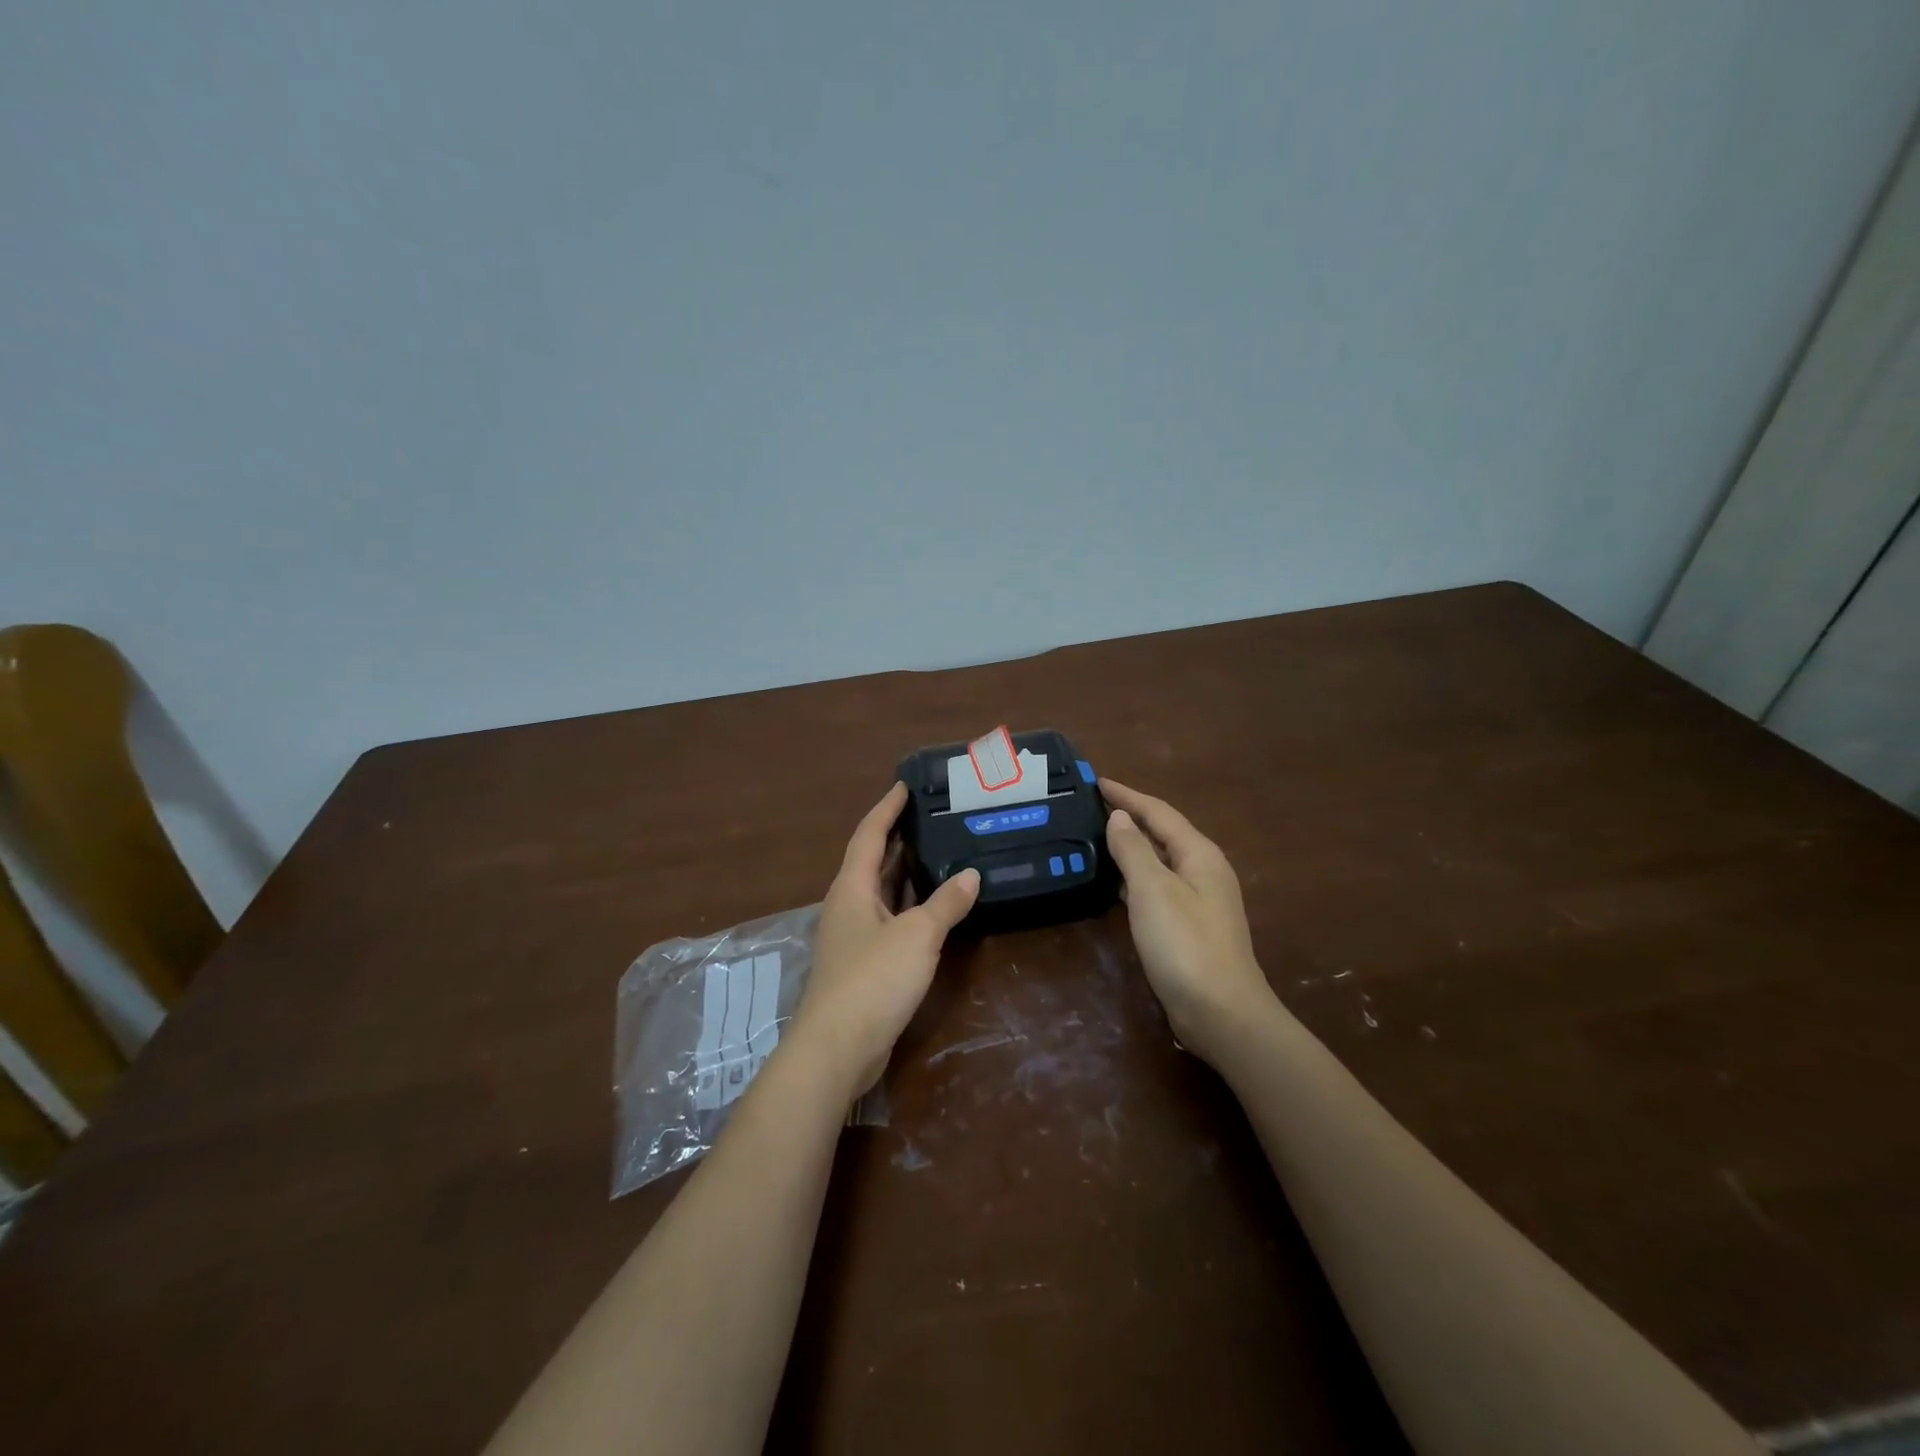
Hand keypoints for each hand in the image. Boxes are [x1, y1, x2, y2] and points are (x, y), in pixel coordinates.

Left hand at [795, 783, 979, 1097]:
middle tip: (931, 816)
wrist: (838, 1047)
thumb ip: (946, 903)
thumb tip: (971, 874)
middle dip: (898, 837)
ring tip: (939, 851)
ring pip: (881, 892)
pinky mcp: (863, 963)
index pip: (869, 834)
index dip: (887, 808)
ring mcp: (853, 935)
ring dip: (905, 872)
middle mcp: (848, 904)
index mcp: (852, 887)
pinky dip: (910, 906)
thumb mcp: (917, 935)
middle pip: (872, 860)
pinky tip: (934, 907)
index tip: (905, 785)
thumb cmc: (873, 978)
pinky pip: (888, 919)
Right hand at [1101, 779, 1277, 1063]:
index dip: (1127, 795)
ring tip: (1096, 838)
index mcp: (1199, 854)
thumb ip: (1133, 849)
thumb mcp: (1153, 890)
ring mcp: (1200, 900)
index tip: (1096, 782)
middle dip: (1129, 817)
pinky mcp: (1190, 926)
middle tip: (1091, 807)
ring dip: (1131, 846)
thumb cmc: (1185, 944)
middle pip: (1162, 833)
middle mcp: (1203, 870)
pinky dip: (1135, 877)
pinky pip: (1158, 887)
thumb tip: (1119, 816)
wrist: (1221, 1013)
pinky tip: (1114, 884)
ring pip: (1160, 861)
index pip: (1158, 812)